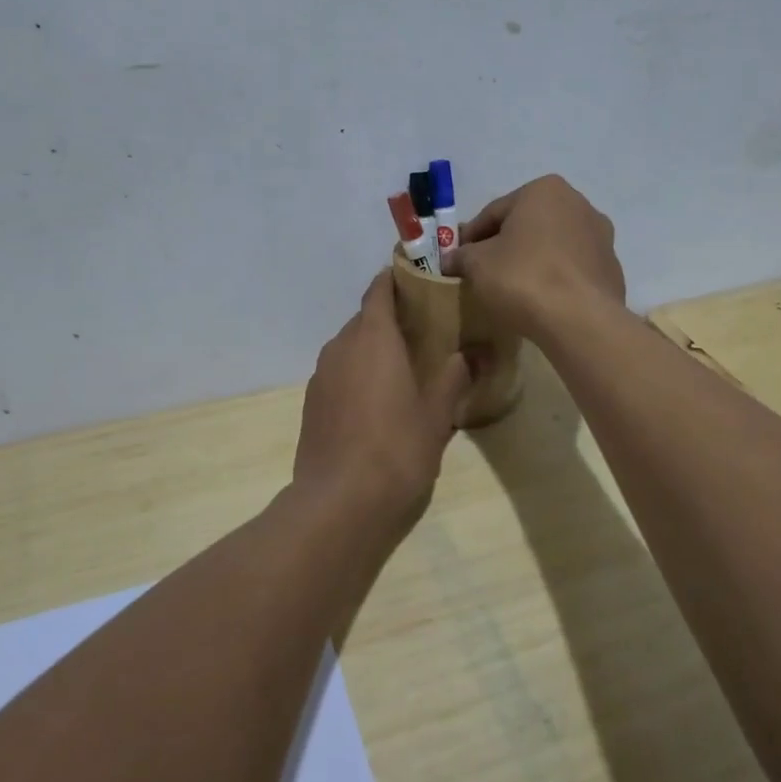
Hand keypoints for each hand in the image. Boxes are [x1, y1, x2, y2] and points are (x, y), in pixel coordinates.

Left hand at [290, 271, 470, 531]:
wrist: (339, 502)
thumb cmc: (396, 449)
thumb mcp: (438, 414)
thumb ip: (453, 377)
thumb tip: (469, 354)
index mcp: (373, 338)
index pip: (380, 289)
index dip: (397, 279)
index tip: (420, 281)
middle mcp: (341, 346)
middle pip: (365, 318)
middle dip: (391, 319)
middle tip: (424, 332)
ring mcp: (321, 375)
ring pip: (350, 346)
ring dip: (373, 349)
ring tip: (403, 368)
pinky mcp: (311, 402)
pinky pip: (338, 372)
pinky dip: (357, 373)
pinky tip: (377, 401)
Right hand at [441, 175, 624, 339]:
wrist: (579, 320)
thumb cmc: (522, 278)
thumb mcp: (477, 265)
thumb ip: (461, 257)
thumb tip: (450, 260)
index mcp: (544, 190)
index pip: (494, 212)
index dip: (471, 237)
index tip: (459, 259)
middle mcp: (578, 203)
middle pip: (527, 225)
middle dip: (505, 245)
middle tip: (483, 272)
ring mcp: (601, 236)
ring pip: (552, 246)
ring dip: (532, 260)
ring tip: (513, 288)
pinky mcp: (611, 268)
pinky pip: (572, 269)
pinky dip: (555, 278)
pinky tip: (541, 299)